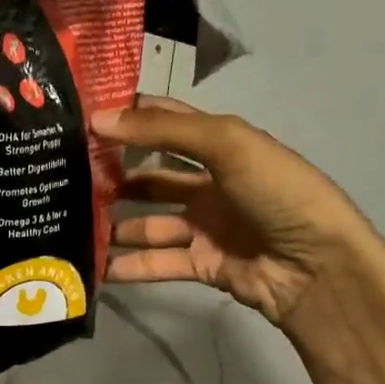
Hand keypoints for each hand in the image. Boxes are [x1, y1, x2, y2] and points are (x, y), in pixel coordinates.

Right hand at [94, 95, 382, 330]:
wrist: (318, 267)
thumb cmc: (277, 192)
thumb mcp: (226, 144)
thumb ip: (162, 131)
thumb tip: (98, 119)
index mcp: (222, 146)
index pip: (167, 123)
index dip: (129, 117)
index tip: (81, 116)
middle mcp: (211, 183)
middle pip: (152, 175)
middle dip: (114, 174)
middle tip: (66, 175)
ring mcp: (205, 227)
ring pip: (149, 222)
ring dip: (114, 223)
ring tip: (70, 222)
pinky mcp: (202, 265)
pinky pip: (157, 263)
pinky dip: (128, 266)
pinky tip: (93, 266)